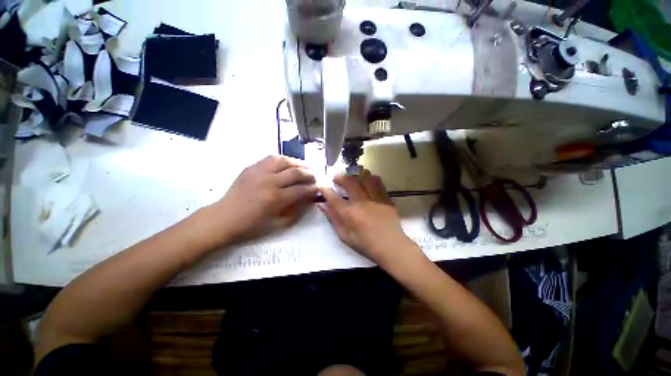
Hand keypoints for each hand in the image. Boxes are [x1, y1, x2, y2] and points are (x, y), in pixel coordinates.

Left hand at [206, 155, 317, 244]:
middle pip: (296, 172)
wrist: (223, 218)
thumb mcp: (277, 224)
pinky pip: (271, 158)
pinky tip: (288, 163)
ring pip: (285, 161)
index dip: (313, 189)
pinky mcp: (251, 167)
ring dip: (298, 163)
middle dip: (309, 174)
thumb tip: (309, 200)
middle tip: (315, 177)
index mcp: (275, 199)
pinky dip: (283, 159)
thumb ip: (296, 211)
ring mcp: (259, 172)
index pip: (301, 190)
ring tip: (305, 167)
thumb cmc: (251, 226)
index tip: (318, 189)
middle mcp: (269, 182)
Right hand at [318, 170, 414, 265]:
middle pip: (349, 182)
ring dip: (355, 174)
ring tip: (352, 176)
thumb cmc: (365, 244)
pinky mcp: (385, 198)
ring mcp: (374, 198)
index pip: (333, 197)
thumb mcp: (345, 235)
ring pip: (364, 177)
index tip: (322, 186)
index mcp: (349, 213)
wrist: (391, 246)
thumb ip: (333, 219)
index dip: (325, 190)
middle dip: (340, 177)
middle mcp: (361, 202)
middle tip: (336, 178)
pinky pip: (377, 182)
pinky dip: (370, 178)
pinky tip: (367, 180)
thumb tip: (322, 205)